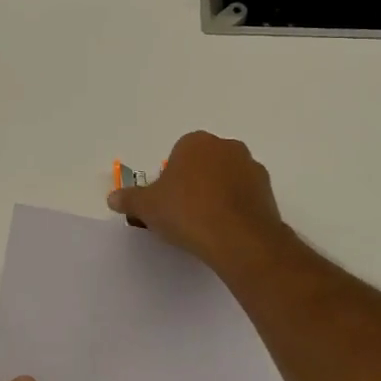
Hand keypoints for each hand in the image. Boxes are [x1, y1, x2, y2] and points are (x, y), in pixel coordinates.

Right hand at [106, 131, 289, 271]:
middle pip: (204, 164)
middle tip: (183, 214)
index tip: (167, 203)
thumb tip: (112, 198)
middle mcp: (226, 147)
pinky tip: (226, 231)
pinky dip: (236, 209)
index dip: (170, 180)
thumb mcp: (148, 207)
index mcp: (196, 142)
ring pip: (227, 179)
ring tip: (206, 226)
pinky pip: (245, 197)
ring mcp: (251, 168)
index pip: (178, 155)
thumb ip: (129, 199)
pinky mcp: (268, 191)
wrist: (238, 238)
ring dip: (217, 195)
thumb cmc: (187, 212)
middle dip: (195, 184)